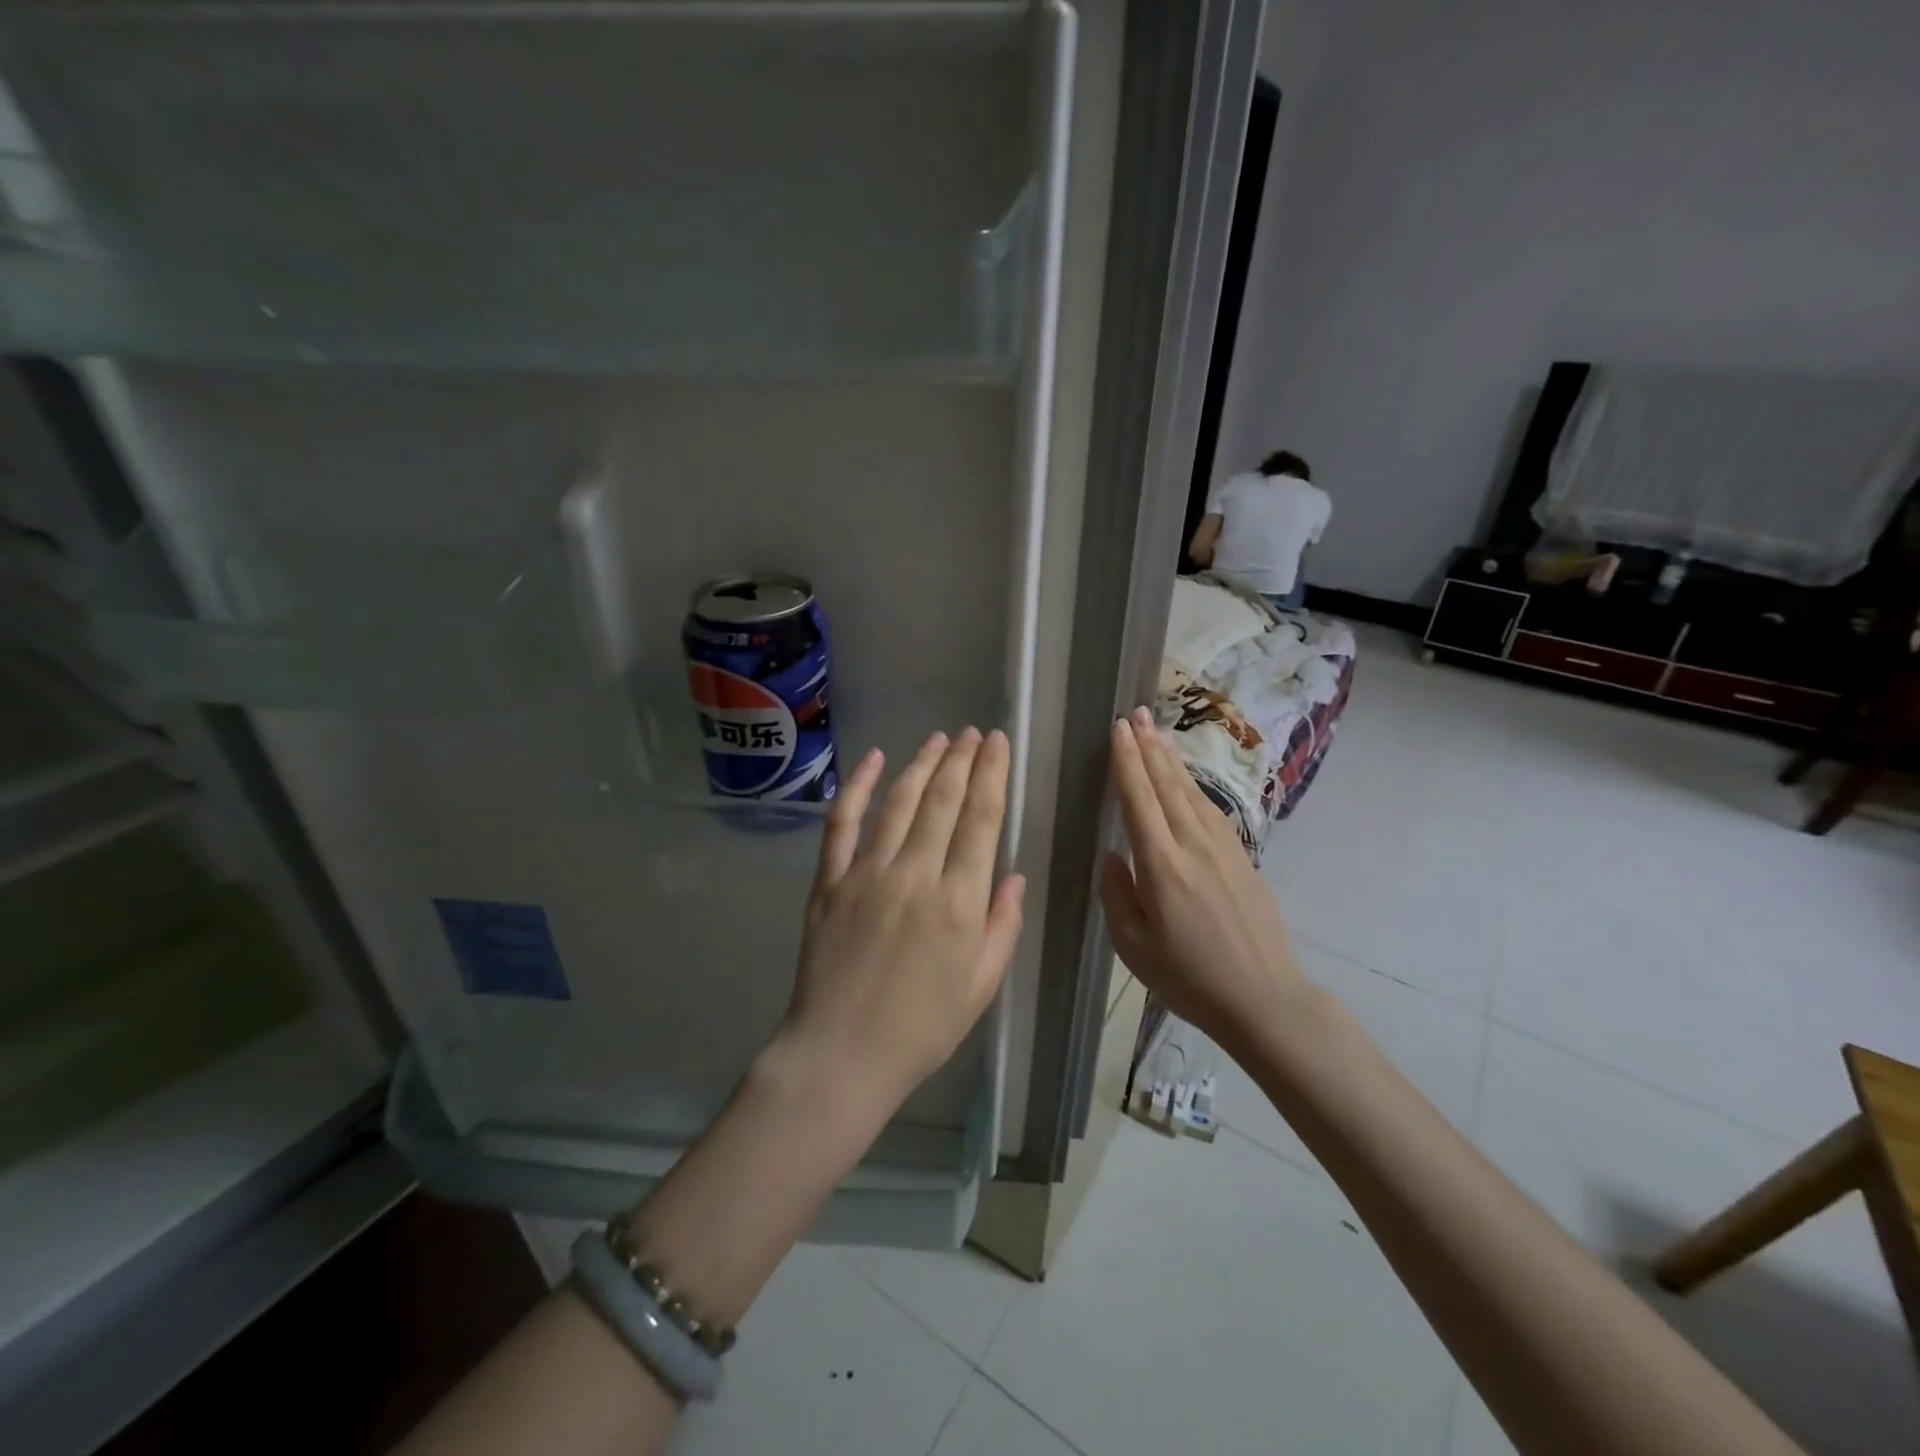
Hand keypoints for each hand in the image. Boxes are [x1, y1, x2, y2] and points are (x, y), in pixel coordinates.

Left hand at [774, 728, 1026, 1113]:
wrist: (841, 1054)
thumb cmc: (921, 1028)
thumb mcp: (982, 986)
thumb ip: (1002, 925)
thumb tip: (1013, 875)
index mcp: (959, 902)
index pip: (982, 819)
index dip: (992, 774)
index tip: (997, 744)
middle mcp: (915, 875)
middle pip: (943, 800)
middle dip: (962, 759)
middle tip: (973, 733)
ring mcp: (866, 873)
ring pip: (900, 802)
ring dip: (922, 764)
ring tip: (939, 739)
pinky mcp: (829, 880)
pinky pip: (843, 822)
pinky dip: (857, 785)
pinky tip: (874, 759)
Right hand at [1099, 708, 1304, 1048]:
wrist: (1263, 998)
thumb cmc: (1189, 978)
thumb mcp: (1134, 947)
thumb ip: (1117, 895)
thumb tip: (1113, 856)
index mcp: (1162, 866)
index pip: (1139, 800)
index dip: (1127, 762)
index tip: (1118, 729)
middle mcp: (1192, 845)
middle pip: (1167, 785)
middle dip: (1148, 747)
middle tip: (1135, 714)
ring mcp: (1222, 848)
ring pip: (1191, 792)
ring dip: (1170, 760)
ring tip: (1155, 732)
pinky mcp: (1242, 857)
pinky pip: (1211, 809)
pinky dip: (1193, 785)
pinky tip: (1186, 778)